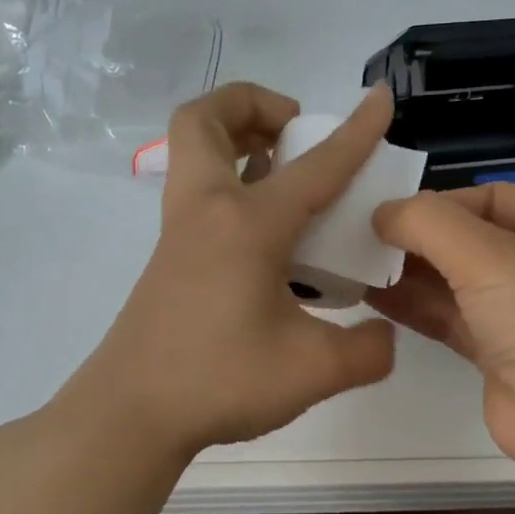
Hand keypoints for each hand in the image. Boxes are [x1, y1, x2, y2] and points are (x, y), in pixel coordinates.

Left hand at [67, 82, 397, 457]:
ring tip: (285, 178)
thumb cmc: (221, 380)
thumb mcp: (314, 371)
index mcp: (248, 224)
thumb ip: (367, 350)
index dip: (356, 132)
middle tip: (294, 134)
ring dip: (237, 143)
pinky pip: (198, 198)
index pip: (316, 166)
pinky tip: (269, 243)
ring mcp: (179, 235)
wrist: (132, 414)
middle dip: (253, 105)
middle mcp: (207, 212)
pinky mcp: (168, 261)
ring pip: (193, 155)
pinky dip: (232, 190)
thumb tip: (382, 334)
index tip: (380, 99)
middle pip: (206, 120)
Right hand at [370, 184, 514, 483]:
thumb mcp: (486, 254)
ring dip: (412, 274)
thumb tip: (381, 214)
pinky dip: (419, 306)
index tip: (387, 214)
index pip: (495, 196)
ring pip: (462, 281)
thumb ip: (426, 222)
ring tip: (356, 265)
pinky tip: (374, 296)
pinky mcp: (505, 351)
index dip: (440, 203)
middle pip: (475, 238)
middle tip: (363, 239)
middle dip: (420, 241)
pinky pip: (456, 317)